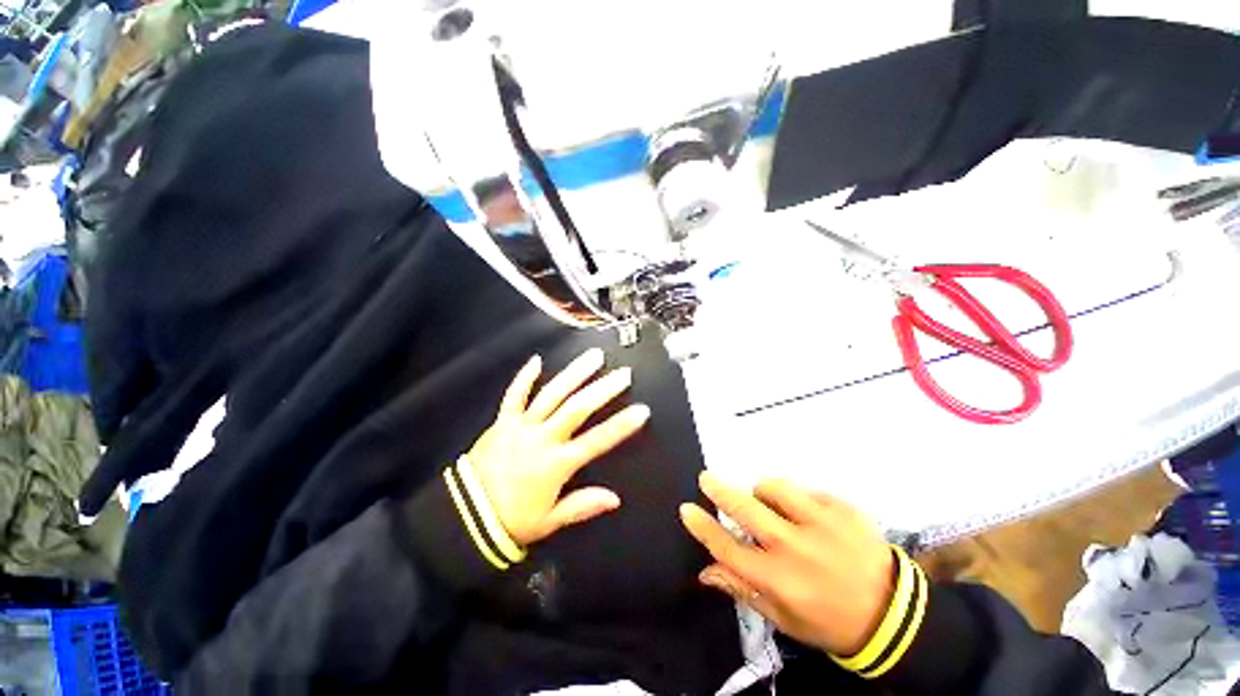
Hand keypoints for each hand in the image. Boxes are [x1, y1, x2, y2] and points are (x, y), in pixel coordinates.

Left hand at [468, 348, 649, 546]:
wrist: (464, 517)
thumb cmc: (512, 520)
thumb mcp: (550, 521)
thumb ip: (582, 506)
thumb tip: (615, 498)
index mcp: (556, 464)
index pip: (597, 441)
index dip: (621, 425)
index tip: (642, 410)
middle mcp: (542, 439)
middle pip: (577, 409)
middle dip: (603, 390)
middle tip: (623, 374)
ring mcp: (521, 426)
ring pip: (551, 394)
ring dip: (574, 374)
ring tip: (593, 357)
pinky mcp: (502, 421)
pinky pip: (514, 395)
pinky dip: (525, 377)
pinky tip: (537, 360)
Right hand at [680, 473, 894, 656]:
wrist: (894, 614)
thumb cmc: (830, 621)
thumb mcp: (783, 619)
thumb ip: (743, 589)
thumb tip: (706, 571)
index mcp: (780, 580)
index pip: (728, 548)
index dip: (703, 527)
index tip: (687, 509)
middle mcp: (796, 547)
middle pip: (746, 509)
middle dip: (720, 490)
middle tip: (706, 478)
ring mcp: (822, 523)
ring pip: (774, 488)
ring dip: (763, 492)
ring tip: (770, 503)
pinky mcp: (843, 509)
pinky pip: (805, 490)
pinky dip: (798, 499)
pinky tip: (809, 516)